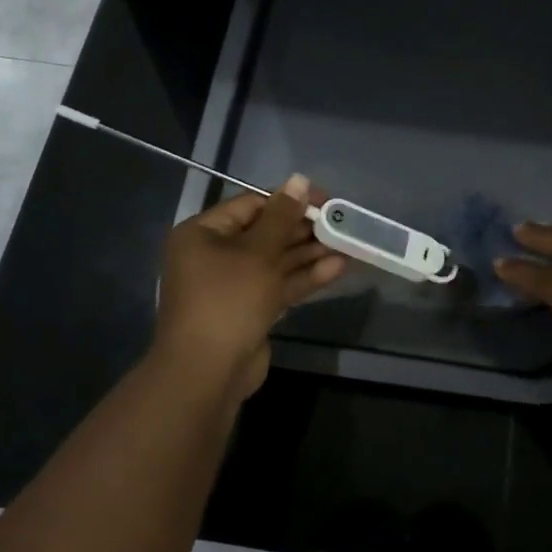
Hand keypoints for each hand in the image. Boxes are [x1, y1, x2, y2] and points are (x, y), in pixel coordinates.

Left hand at [153, 174, 345, 404]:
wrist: (208, 372)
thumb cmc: (228, 300)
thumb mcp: (257, 252)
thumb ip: (282, 216)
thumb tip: (299, 179)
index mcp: (203, 234)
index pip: (251, 205)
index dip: (288, 201)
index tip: (324, 200)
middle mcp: (214, 256)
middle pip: (266, 234)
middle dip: (303, 229)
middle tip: (341, 222)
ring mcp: (233, 286)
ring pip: (276, 262)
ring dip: (310, 254)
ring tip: (348, 243)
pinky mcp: (251, 310)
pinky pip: (279, 286)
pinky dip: (305, 277)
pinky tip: (338, 268)